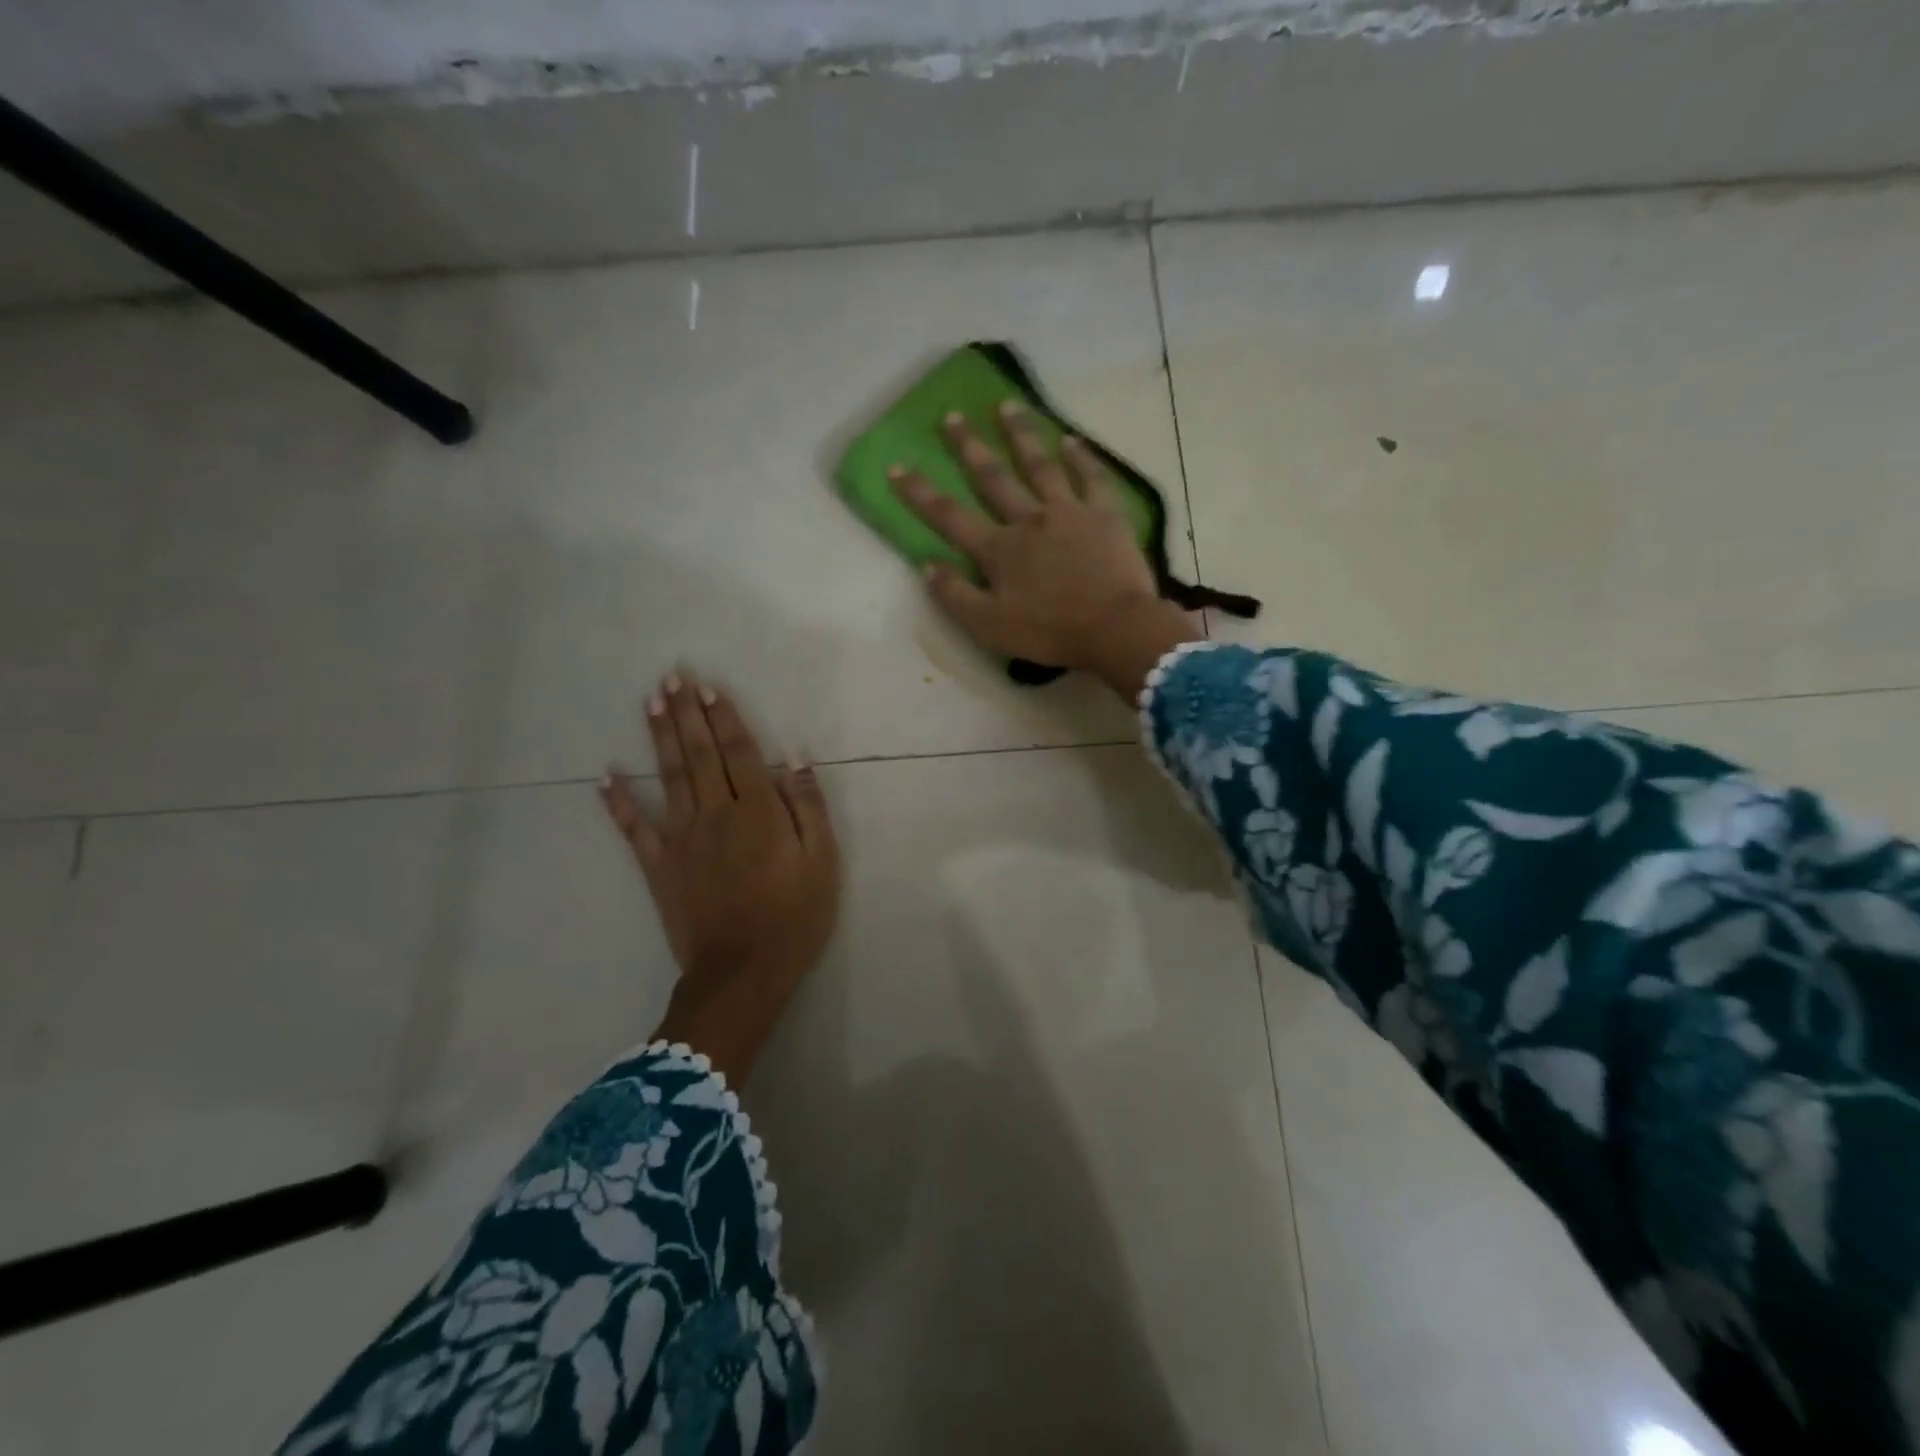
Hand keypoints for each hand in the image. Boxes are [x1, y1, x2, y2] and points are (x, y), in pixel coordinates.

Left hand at [600, 671, 839, 1086]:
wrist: (743, 973)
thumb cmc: (794, 917)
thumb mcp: (822, 862)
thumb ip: (809, 808)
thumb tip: (795, 761)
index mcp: (758, 811)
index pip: (739, 752)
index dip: (724, 718)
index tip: (708, 688)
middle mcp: (716, 814)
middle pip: (699, 754)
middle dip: (686, 713)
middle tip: (672, 677)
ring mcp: (682, 839)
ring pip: (669, 777)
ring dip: (659, 737)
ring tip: (650, 702)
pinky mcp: (659, 866)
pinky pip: (634, 829)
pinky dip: (618, 802)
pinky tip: (605, 775)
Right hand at [891, 402, 1200, 698]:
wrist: (1115, 628)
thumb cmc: (1049, 632)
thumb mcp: (989, 626)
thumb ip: (955, 595)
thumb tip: (926, 566)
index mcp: (998, 550)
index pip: (950, 517)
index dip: (920, 493)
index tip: (897, 467)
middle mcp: (1028, 520)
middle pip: (993, 477)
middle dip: (968, 446)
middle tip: (952, 416)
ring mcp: (1068, 512)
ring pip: (1039, 465)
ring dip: (1021, 434)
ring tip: (1007, 405)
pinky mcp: (1105, 514)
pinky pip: (1091, 477)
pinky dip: (1081, 457)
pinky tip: (1071, 439)